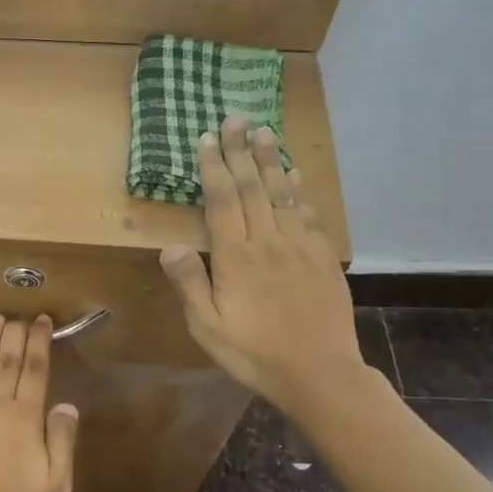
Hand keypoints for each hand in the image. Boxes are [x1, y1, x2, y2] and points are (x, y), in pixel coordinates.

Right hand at [159, 115, 369, 413]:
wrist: (318, 372)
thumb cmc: (253, 353)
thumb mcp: (207, 327)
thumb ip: (190, 284)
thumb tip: (171, 246)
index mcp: (237, 258)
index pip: (222, 201)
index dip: (213, 168)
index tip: (207, 138)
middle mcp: (268, 242)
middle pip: (253, 188)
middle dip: (241, 151)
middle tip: (236, 119)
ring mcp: (299, 247)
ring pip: (282, 194)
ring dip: (271, 161)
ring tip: (264, 132)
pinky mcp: (321, 258)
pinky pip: (308, 214)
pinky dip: (300, 189)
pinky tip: (296, 174)